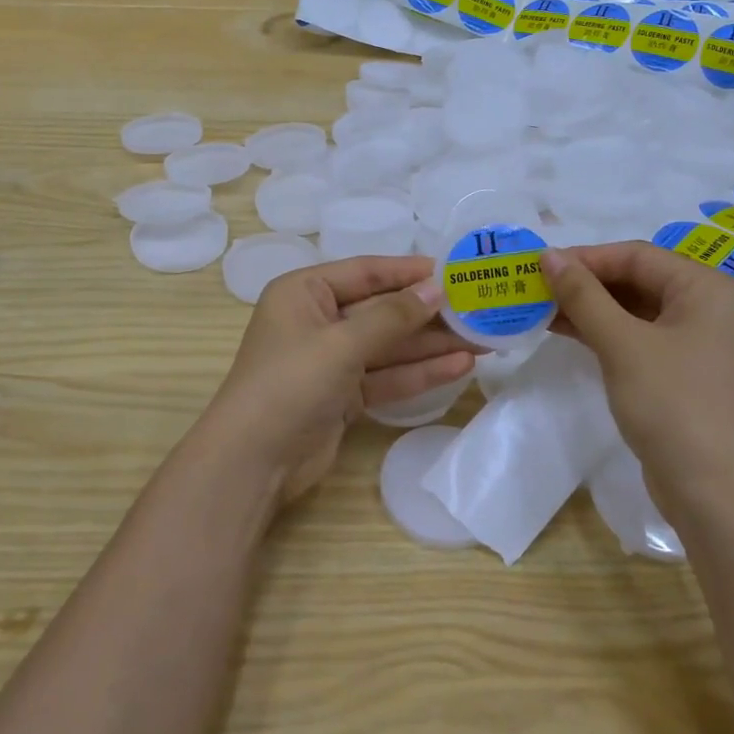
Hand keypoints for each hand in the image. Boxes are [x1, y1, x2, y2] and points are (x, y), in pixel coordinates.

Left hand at [193, 256, 473, 502]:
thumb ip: (392, 316)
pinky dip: (418, 373)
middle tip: (478, 310)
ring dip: (430, 344)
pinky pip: (386, 376)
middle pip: (381, 310)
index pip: (366, 272)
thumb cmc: (290, 383)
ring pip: (388, 345)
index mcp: (304, 292)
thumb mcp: (342, 342)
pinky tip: (459, 366)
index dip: (409, 272)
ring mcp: (330, 360)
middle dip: (427, 313)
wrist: (252, 462)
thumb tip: (437, 289)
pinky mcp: (343, 395)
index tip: (454, 271)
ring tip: (481, 339)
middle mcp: (317, 320)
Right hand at [543, 243, 733, 505]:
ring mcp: (704, 345)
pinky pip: (643, 340)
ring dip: (592, 310)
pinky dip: (608, 334)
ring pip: (639, 312)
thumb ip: (583, 295)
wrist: (721, 498)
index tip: (538, 265)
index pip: (638, 256)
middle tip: (536, 288)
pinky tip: (569, 333)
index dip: (586, 258)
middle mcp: (714, 309)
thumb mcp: (623, 344)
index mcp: (711, 289)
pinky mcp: (690, 375)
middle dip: (586, 284)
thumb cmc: (675, 406)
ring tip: (542, 309)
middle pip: (640, 281)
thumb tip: (548, 255)